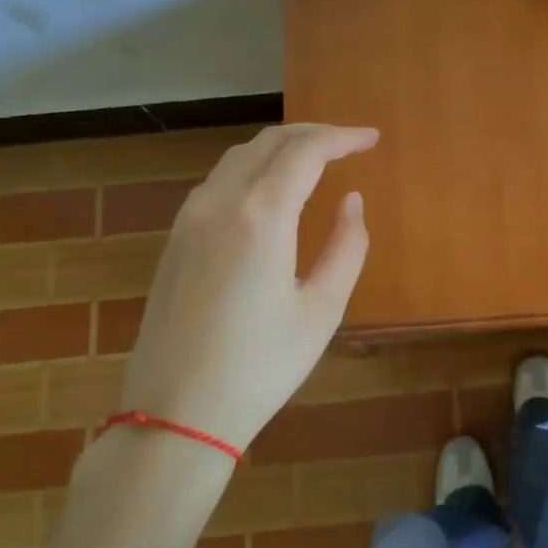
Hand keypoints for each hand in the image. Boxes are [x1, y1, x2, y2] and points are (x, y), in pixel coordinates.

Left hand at [118, 123, 375, 452]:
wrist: (175, 412)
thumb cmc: (260, 366)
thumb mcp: (322, 310)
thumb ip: (347, 246)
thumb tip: (351, 201)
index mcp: (261, 216)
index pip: (305, 151)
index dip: (342, 137)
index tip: (372, 139)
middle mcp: (219, 202)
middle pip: (269, 142)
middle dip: (314, 134)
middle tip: (350, 144)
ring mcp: (189, 218)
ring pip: (239, 157)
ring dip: (281, 148)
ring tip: (316, 160)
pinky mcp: (175, 239)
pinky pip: (219, 181)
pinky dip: (254, 169)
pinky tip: (272, 190)